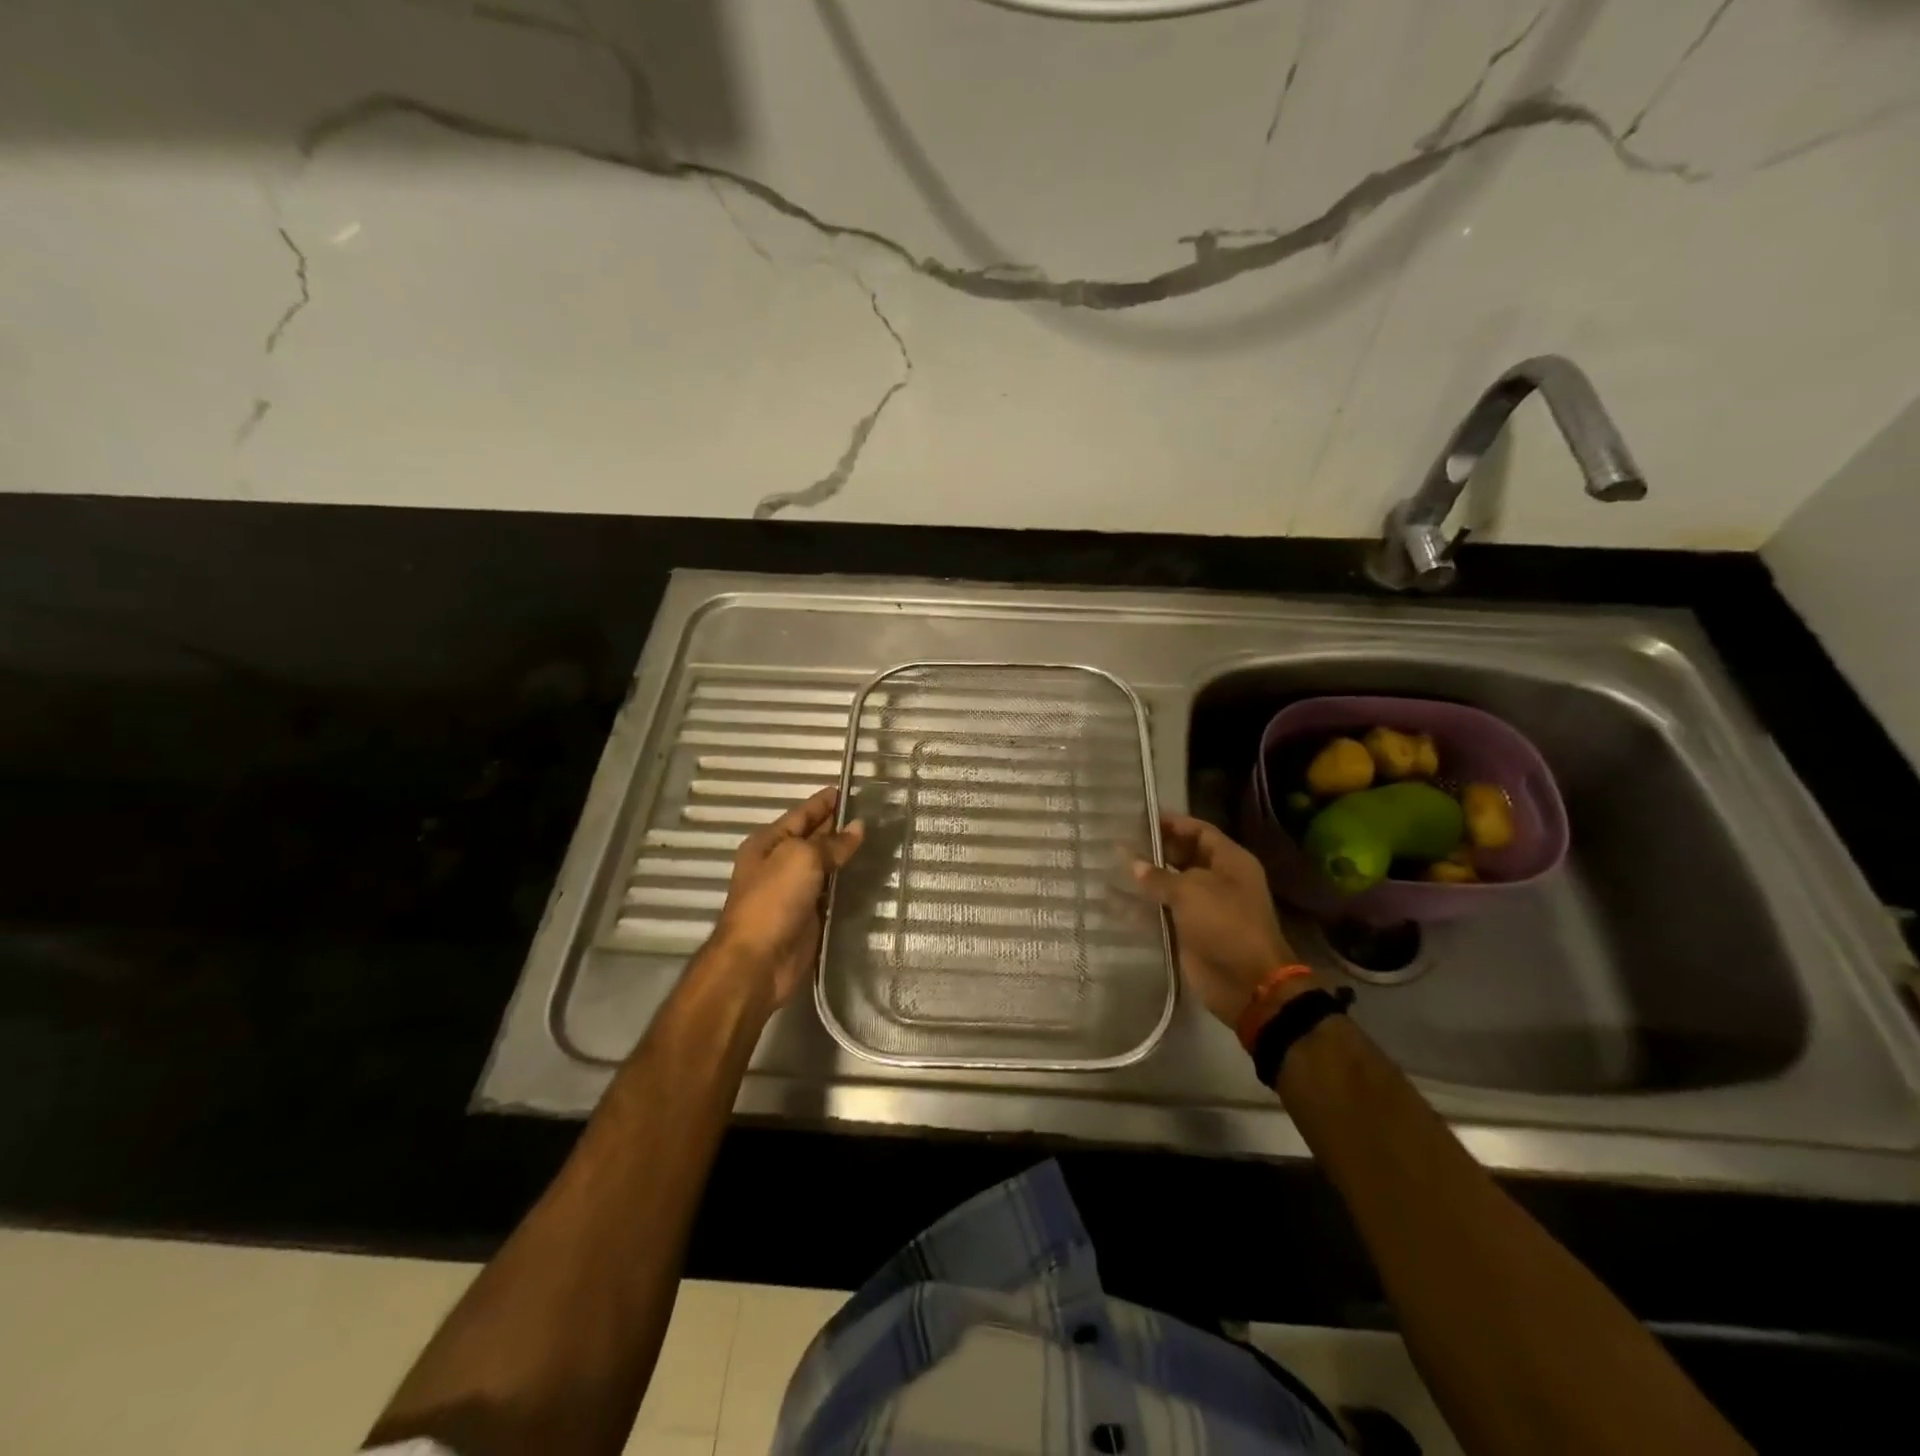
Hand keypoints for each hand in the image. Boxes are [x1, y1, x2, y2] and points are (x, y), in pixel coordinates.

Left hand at [710, 787, 864, 1011]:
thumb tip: (858, 828)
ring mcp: (792, 891)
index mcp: (768, 843)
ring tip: (878, 838)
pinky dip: (846, 882)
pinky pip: (830, 891)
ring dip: (845, 853)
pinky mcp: (807, 916)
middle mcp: (778, 863)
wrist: (758, 961)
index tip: (849, 788)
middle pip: (812, 837)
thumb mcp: (802, 859)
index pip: (801, 814)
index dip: (824, 801)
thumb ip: (832, 843)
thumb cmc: (773, 900)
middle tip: (873, 811)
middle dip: (837, 824)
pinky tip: (868, 873)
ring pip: (824, 865)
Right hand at [1133, 813, 1301, 1026]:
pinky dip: (1143, 907)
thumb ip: (1159, 875)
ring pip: (1171, 885)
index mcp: (1230, 862)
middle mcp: (1219, 880)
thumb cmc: (1225, 924)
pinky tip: (1115, 901)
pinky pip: (1164, 912)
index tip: (1139, 819)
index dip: (1172, 823)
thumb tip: (1133, 863)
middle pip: (1184, 856)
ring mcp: (1205, 907)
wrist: (1247, 983)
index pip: (1199, 831)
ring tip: (1110, 868)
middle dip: (1155, 850)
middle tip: (1118, 842)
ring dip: (1145, 879)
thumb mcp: (1190, 892)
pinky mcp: (1190, 932)